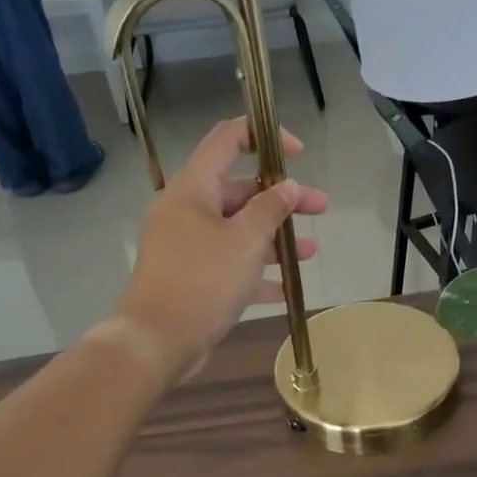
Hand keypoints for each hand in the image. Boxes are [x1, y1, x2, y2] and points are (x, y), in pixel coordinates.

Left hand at [112, 118, 327, 379]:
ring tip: (310, 252)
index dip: (264, 135)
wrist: (156, 341)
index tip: (298, 153)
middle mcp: (188, 211)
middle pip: (241, 190)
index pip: (228, 139)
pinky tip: (287, 288)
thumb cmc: (202, 280)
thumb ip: (270, 209)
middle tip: (320, 208)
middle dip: (283, 199)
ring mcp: (188, 246)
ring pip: (239, 230)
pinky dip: (257, 272)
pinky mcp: (192, 277)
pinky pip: (230, 265)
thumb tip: (288, 187)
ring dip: (275, 238)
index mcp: (193, 188)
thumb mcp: (245, 241)